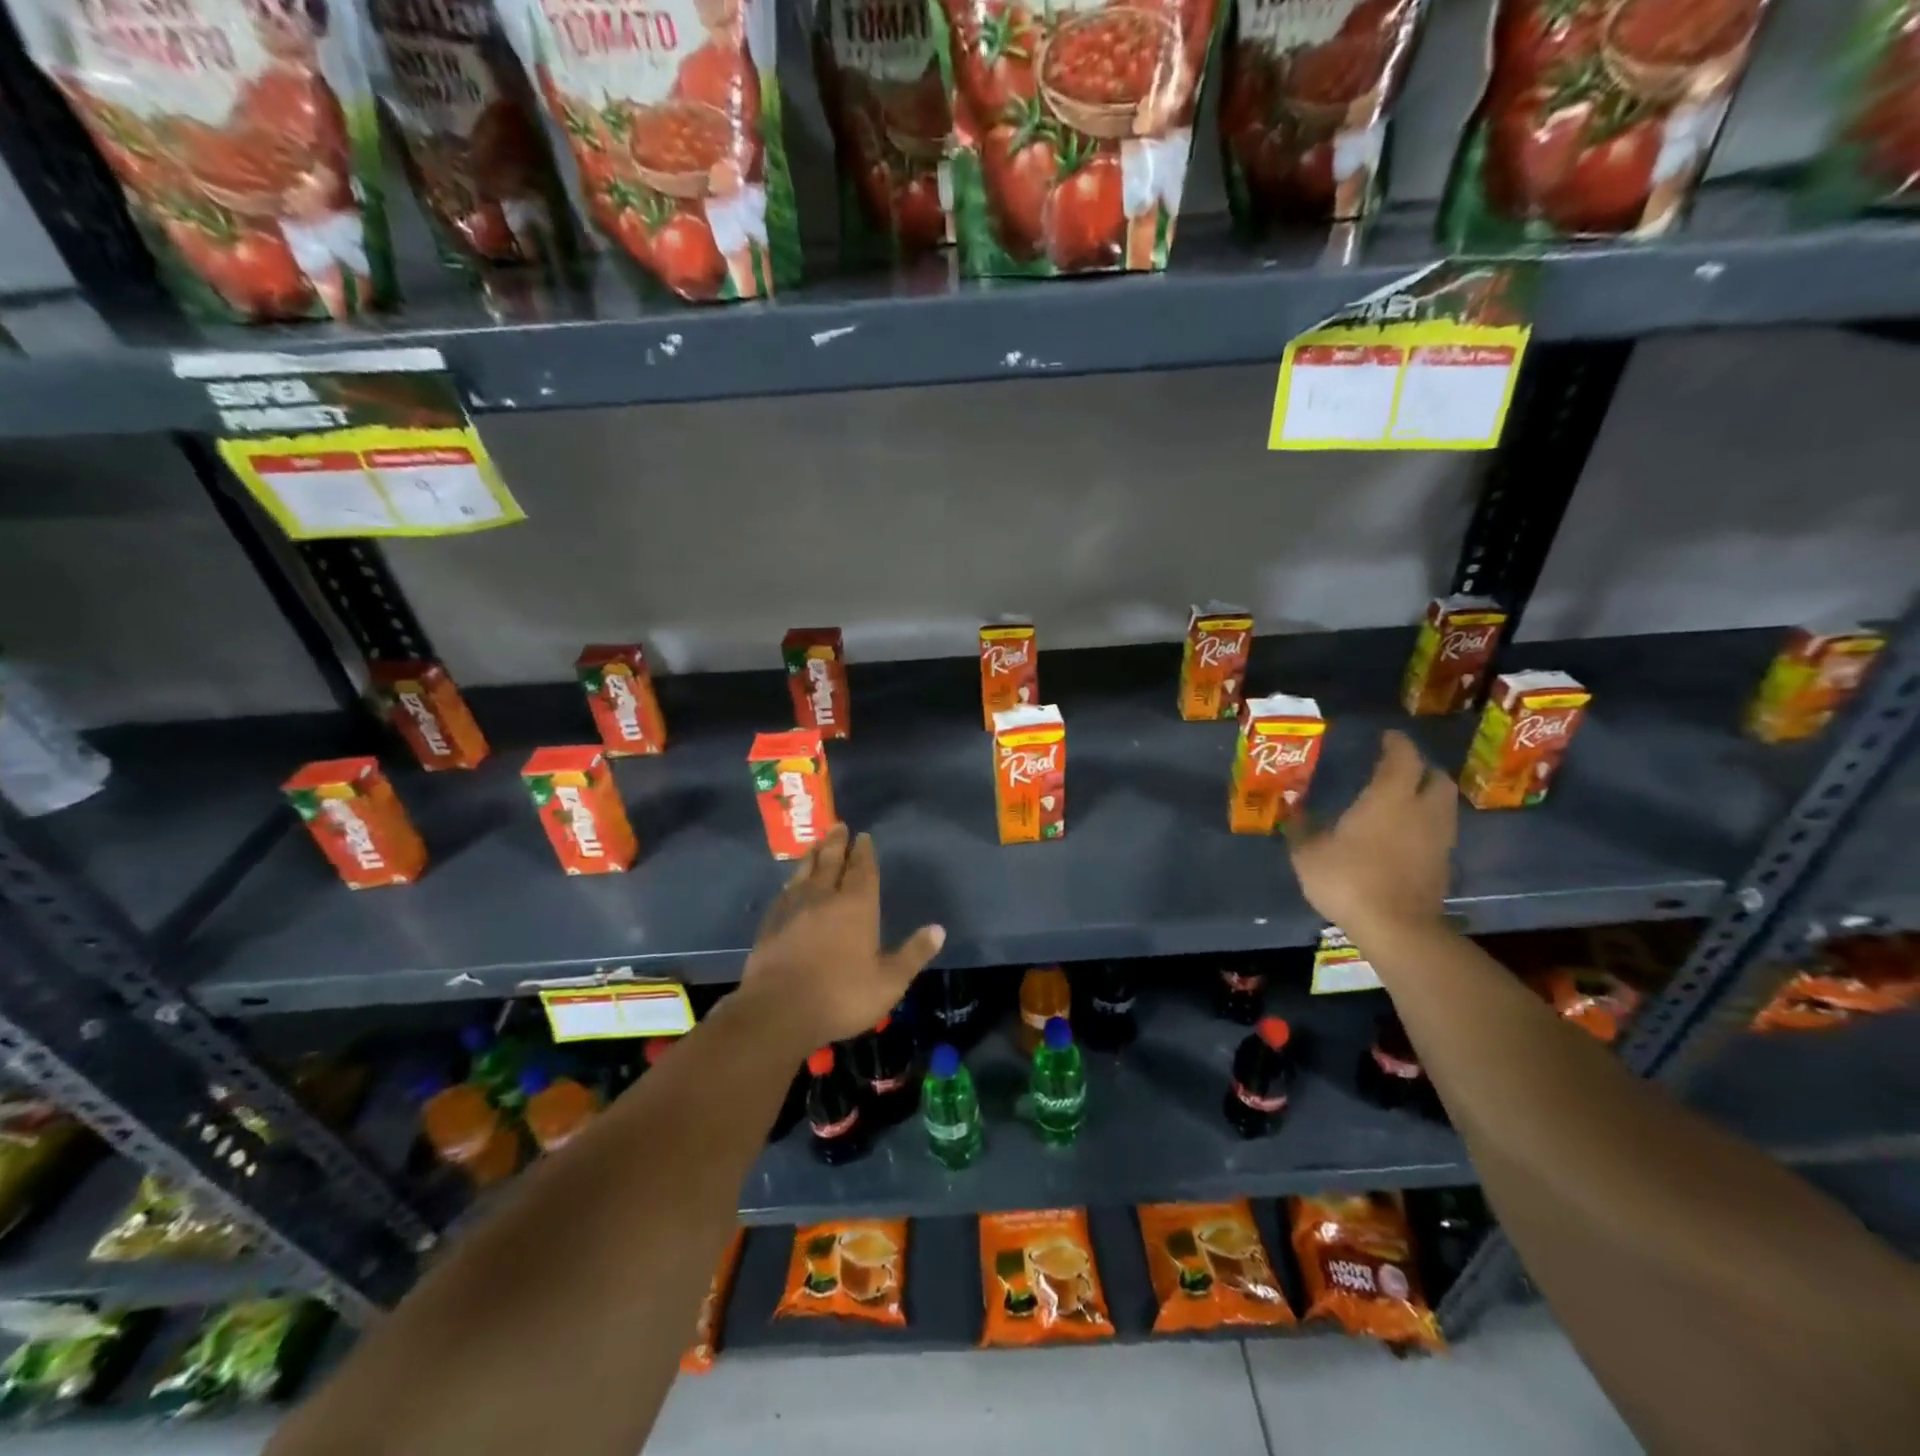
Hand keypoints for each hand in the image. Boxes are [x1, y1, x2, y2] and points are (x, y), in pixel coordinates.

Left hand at [740, 824, 944, 1050]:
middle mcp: (825, 898)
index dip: (864, 852)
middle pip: (832, 862)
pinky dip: (791, 880)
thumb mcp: (889, 981)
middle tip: (838, 825)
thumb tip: (938, 929)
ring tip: (816, 843)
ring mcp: (794, 908)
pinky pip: (784, 892)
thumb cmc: (841, 996)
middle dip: (837, 843)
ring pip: (805, 872)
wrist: (778, 1011)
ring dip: (813, 855)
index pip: (863, 870)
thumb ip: (913, 953)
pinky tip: (791, 882)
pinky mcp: (771, 923)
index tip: (864, 836)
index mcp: (857, 906)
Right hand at [1288, 730, 1454, 935]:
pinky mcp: (1443, 865)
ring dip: (1428, 797)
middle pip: (1437, 778)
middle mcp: (1422, 810)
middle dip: (1421, 769)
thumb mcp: (1308, 853)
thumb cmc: (1348, 879)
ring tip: (1404, 802)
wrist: (1396, 928)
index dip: (1396, 744)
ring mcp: (1439, 839)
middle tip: (1400, 770)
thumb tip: (1292, 812)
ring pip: (1444, 806)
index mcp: (1390, 797)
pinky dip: (1427, 826)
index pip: (1403, 757)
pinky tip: (1406, 836)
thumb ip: (1301, 829)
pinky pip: (1440, 833)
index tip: (1387, 737)